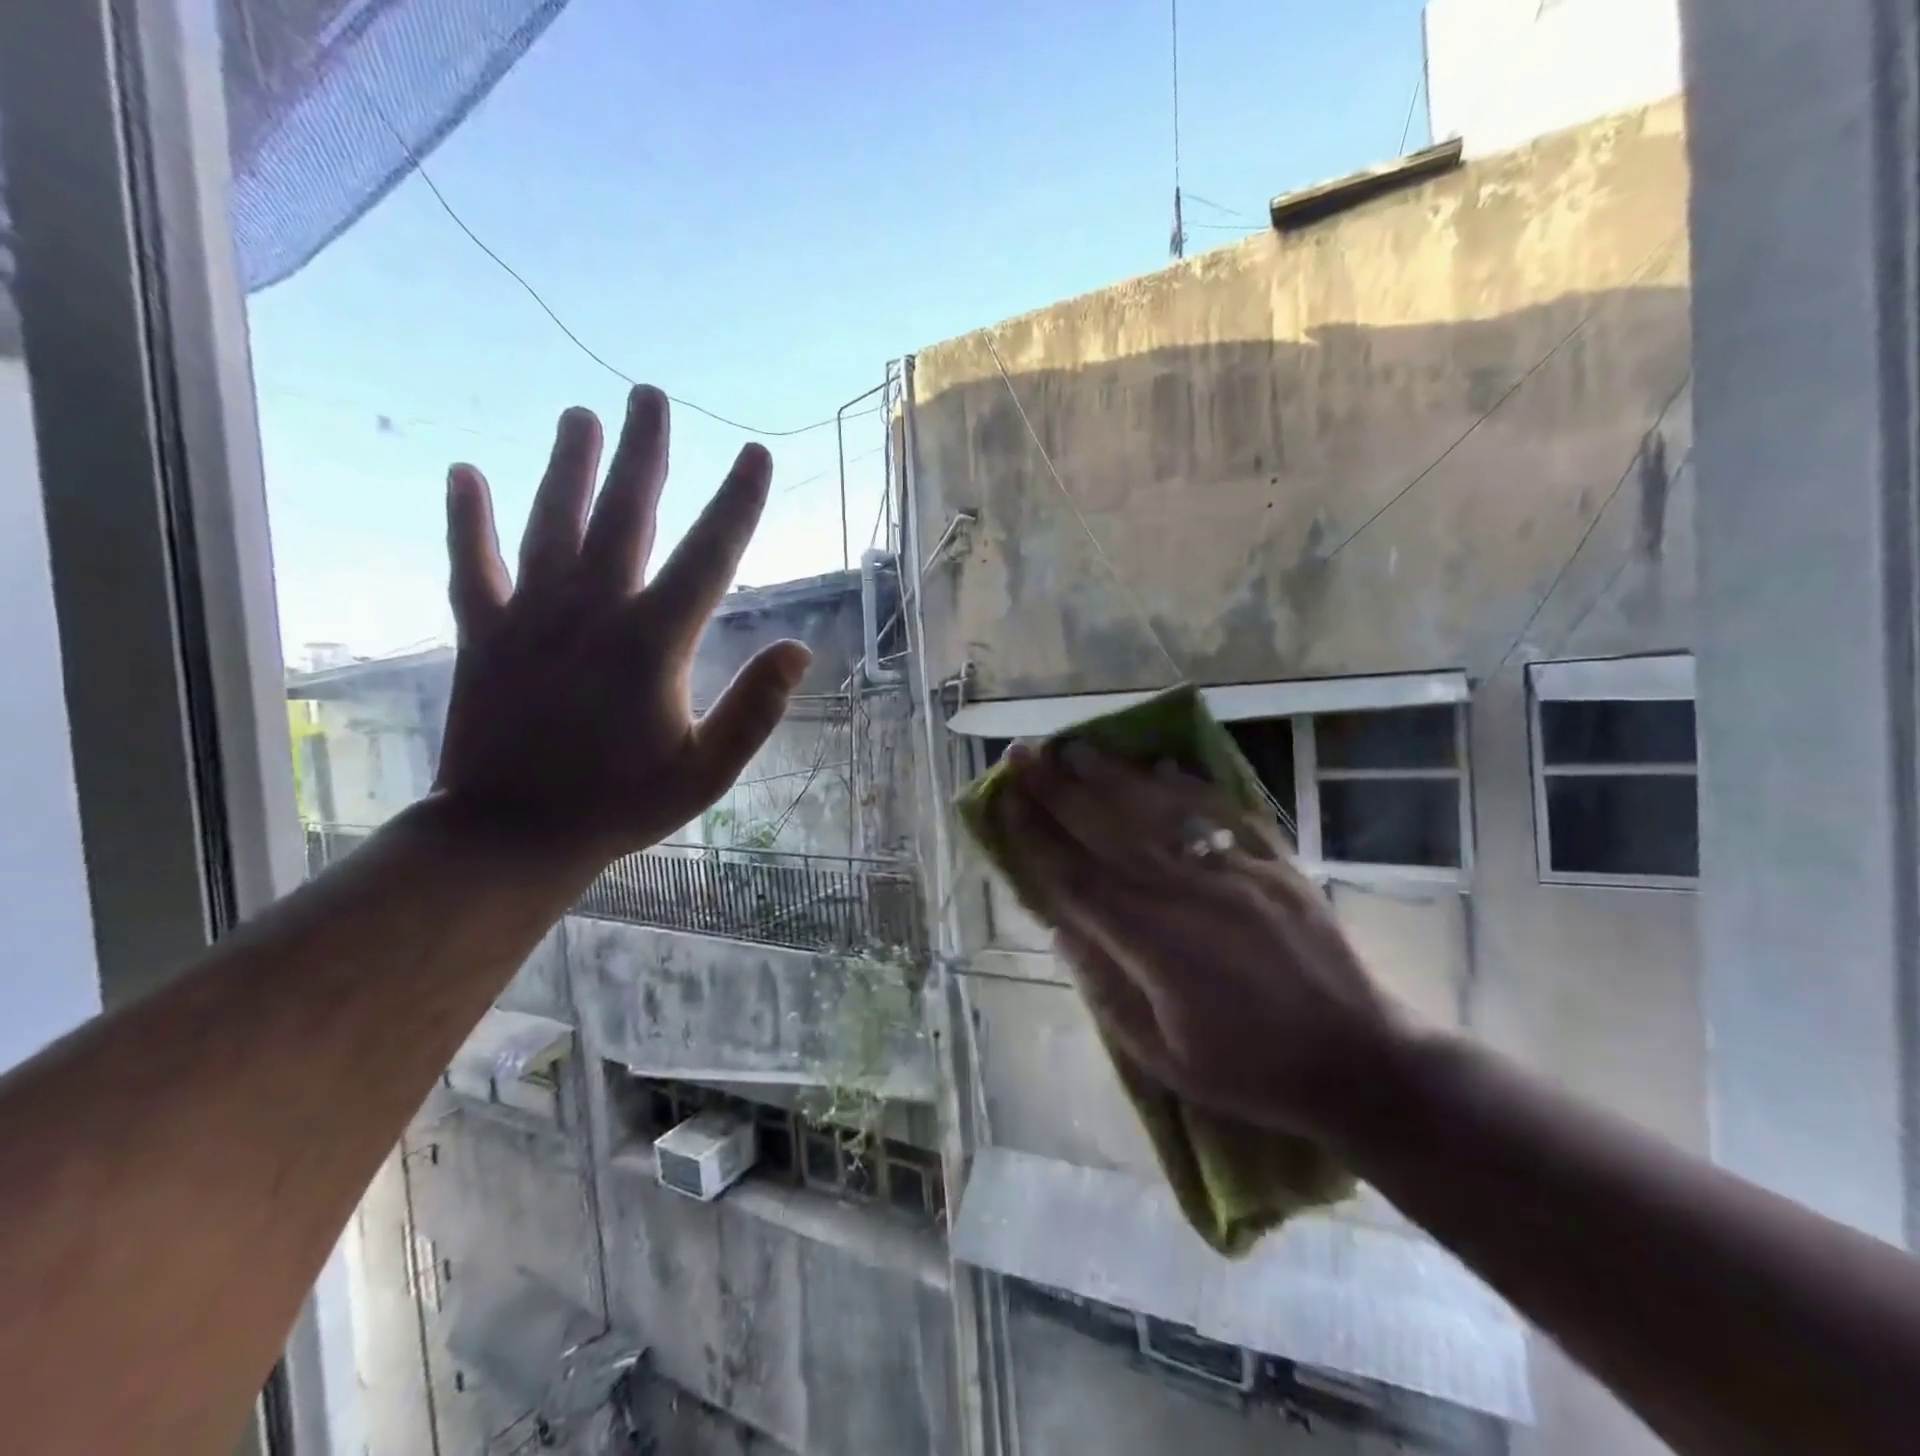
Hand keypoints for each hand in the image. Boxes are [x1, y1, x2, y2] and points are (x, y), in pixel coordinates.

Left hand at [431, 386, 810, 858]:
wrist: (510, 836)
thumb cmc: (620, 806)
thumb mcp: (706, 773)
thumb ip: (755, 710)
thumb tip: (799, 649)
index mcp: (653, 644)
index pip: (709, 557)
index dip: (738, 502)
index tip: (755, 454)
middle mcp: (592, 613)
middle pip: (624, 515)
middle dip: (644, 453)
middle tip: (651, 395)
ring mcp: (530, 618)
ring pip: (550, 524)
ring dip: (567, 466)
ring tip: (580, 415)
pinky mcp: (483, 635)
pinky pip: (472, 565)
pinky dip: (467, 519)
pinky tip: (464, 473)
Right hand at [1000, 742, 1407, 1144]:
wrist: (1360, 1060)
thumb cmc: (1250, 1070)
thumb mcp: (1162, 1055)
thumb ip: (1104, 987)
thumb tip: (1061, 928)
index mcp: (1155, 943)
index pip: (1075, 877)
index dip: (1033, 836)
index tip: (1003, 801)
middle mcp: (1188, 893)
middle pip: (1108, 830)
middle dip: (1058, 789)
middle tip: (1022, 753)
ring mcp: (1235, 871)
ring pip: (1159, 810)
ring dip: (1111, 775)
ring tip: (1074, 746)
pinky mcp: (1274, 863)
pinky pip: (1221, 812)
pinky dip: (1187, 784)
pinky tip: (1160, 762)